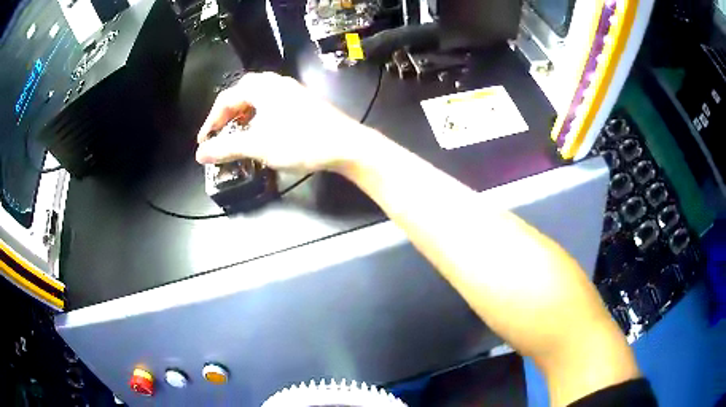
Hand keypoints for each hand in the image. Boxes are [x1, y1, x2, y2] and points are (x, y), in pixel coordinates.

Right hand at [196, 72, 371, 172]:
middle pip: (242, 94)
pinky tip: (261, 131)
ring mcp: (292, 91)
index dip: (211, 120)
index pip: (226, 99)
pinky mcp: (303, 102)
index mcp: (262, 87)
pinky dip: (259, 116)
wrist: (345, 145)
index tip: (204, 141)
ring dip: (243, 115)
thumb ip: (226, 148)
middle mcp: (276, 83)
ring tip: (237, 133)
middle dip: (227, 114)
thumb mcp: (258, 146)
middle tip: (219, 133)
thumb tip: (200, 154)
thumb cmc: (299, 142)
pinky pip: (272, 104)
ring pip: (258, 98)